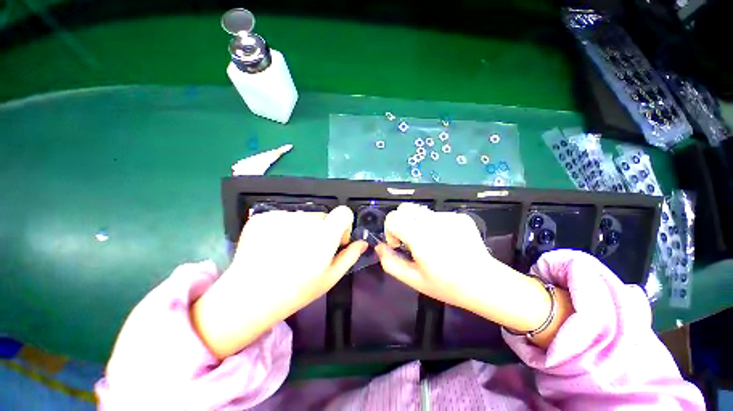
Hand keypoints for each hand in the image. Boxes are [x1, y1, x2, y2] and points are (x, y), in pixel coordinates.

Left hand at [192, 206, 366, 358]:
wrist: (249, 297)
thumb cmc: (296, 291)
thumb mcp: (330, 278)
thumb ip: (350, 256)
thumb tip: (362, 243)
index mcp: (324, 236)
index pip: (344, 212)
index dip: (344, 223)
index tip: (337, 239)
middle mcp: (304, 221)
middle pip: (323, 216)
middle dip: (322, 230)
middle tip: (310, 251)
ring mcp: (281, 217)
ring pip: (303, 217)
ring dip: (303, 229)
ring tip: (290, 251)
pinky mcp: (263, 217)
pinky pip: (283, 217)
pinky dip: (284, 228)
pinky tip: (275, 246)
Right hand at [374, 203, 497, 309]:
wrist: (485, 283)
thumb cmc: (447, 285)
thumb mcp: (413, 279)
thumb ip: (390, 262)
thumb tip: (379, 247)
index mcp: (420, 236)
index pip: (393, 217)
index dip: (390, 230)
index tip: (400, 245)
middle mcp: (433, 221)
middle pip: (405, 208)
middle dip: (401, 222)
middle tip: (411, 240)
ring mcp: (448, 216)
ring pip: (420, 211)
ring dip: (417, 223)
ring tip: (429, 241)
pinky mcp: (460, 217)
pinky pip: (437, 215)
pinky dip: (434, 225)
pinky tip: (446, 241)